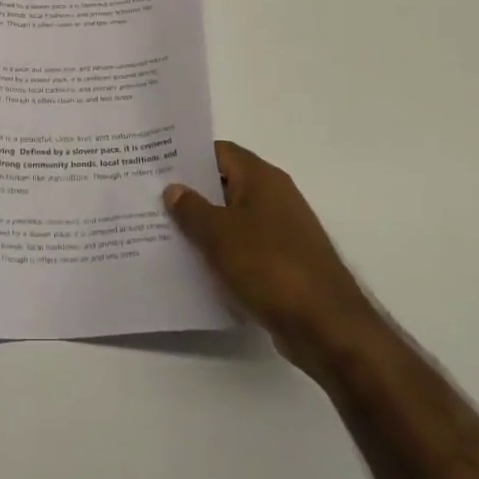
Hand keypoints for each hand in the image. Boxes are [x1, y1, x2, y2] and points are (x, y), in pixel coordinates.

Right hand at [164, 141, 366, 377]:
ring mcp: (282, 231)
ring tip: (165, 234)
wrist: (325, 326)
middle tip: (152, 201)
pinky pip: (244, 249)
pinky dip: (223, 254)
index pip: (219, 152)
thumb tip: (174, 188)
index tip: (156, 167)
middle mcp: (275, 197)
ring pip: (233, 219)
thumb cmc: (269, 266)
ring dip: (205, 227)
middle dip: (191, 194)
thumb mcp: (218, 234)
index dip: (188, 157)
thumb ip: (191, 208)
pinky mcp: (285, 264)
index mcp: (262, 178)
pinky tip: (196, 267)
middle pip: (225, 184)